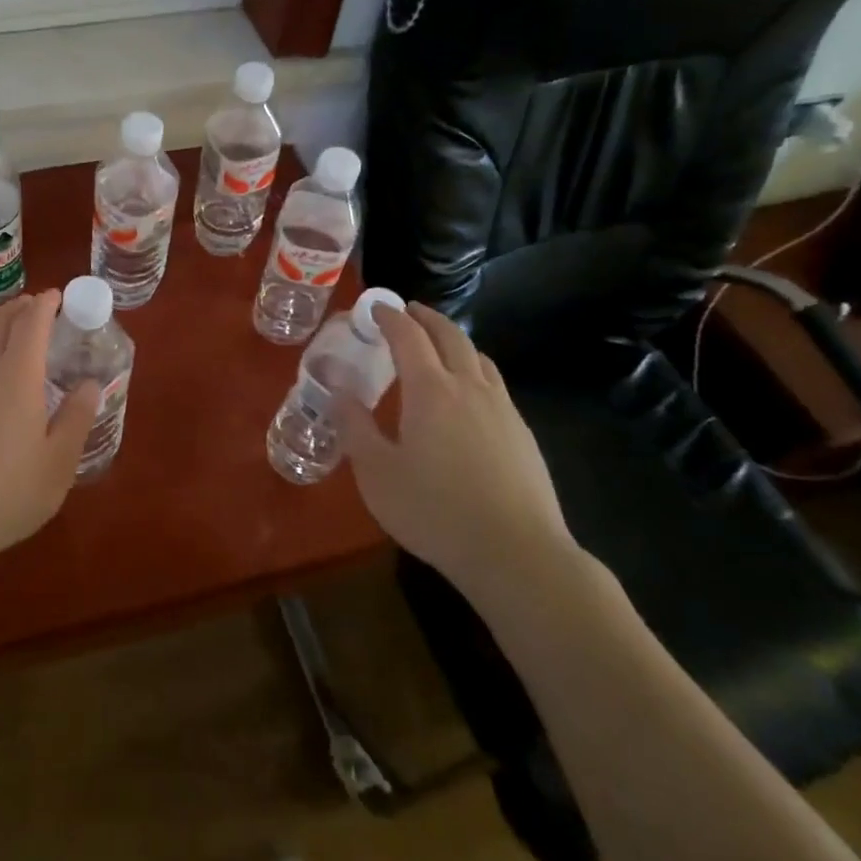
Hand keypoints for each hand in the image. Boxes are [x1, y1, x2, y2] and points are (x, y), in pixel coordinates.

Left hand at [0, 289, 98, 584]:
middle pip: (0, 320)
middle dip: (22, 308)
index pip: (32, 320)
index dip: (47, 303)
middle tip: (38, 310)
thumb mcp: (57, 465)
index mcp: (16, 374)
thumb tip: (90, 384)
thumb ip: (77, 418)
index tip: (58, 296)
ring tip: (8, 335)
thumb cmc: (3, 496)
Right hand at [336, 302, 575, 606]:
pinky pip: (494, 383)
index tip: (375, 308)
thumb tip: (338, 391)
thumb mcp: (376, 472)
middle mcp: (469, 387)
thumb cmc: (435, 510)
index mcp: (430, 390)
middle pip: (450, 336)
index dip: (390, 317)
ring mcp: (502, 409)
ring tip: (439, 345)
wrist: (516, 553)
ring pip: (478, 357)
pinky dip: (474, 369)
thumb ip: (355, 427)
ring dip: (454, 340)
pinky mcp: (522, 433)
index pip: (408, 337)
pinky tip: (469, 394)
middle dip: (426, 318)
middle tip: (408, 311)